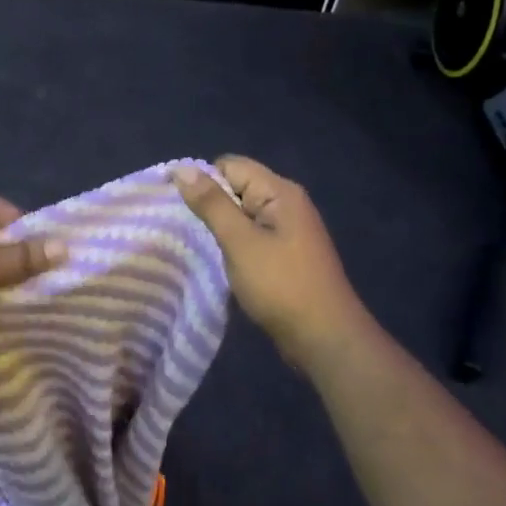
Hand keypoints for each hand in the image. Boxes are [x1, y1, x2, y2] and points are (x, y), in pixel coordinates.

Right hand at [171, 157, 365, 362]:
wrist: (325, 340)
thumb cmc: (281, 286)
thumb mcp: (239, 242)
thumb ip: (211, 204)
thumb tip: (181, 168)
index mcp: (279, 192)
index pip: (229, 165)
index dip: (202, 180)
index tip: (180, 208)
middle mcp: (286, 203)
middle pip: (236, 186)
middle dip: (210, 204)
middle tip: (186, 229)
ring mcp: (288, 229)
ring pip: (241, 213)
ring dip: (220, 227)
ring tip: (199, 246)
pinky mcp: (286, 253)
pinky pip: (251, 235)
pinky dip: (234, 243)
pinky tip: (221, 261)